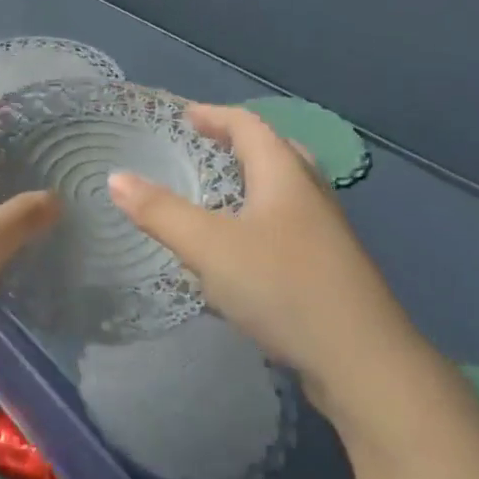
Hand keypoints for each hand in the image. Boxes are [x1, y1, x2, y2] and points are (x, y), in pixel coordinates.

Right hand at [107, 104, 426, 418]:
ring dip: (253, 180)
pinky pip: (290, 222)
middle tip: (206, 146)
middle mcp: (310, 194)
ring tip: (220, 192)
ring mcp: (326, 233)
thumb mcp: (210, 247)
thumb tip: (115, 177)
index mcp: (285, 175)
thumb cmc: (283, 287)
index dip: (216, 115)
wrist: (363, 363)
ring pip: (287, 189)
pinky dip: (262, 216)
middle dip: (239, 142)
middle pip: (276, 150)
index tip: (185, 116)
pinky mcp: (331, 268)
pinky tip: (244, 248)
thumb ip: (160, 212)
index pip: (249, 126)